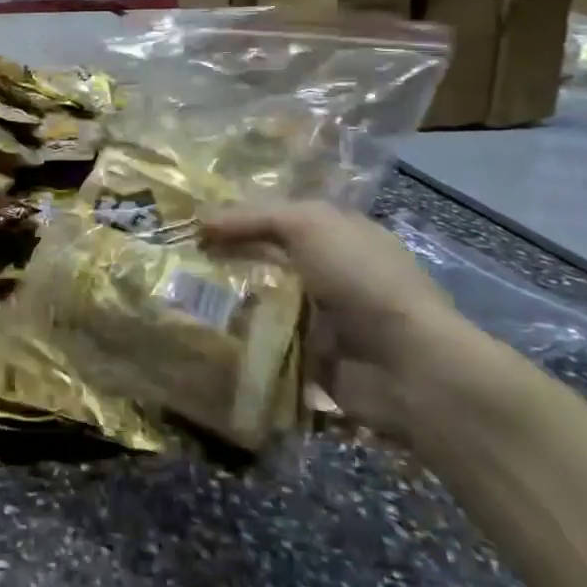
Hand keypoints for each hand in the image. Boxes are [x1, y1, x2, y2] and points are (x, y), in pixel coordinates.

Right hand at [199, 201, 500, 437]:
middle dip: (228, 261)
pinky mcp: (315, 363)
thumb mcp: (307, 225)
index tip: (192, 225)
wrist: (409, 368)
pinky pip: (269, 348)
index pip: (280, 218)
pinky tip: (204, 336)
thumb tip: (200, 219)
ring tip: (179, 299)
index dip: (239, 218)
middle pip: (269, 261)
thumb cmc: (361, 280)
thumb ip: (254, 218)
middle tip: (177, 262)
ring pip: (265, 305)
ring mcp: (326, 321)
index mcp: (341, 236)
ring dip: (230, 304)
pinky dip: (242, 345)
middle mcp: (334, 275)